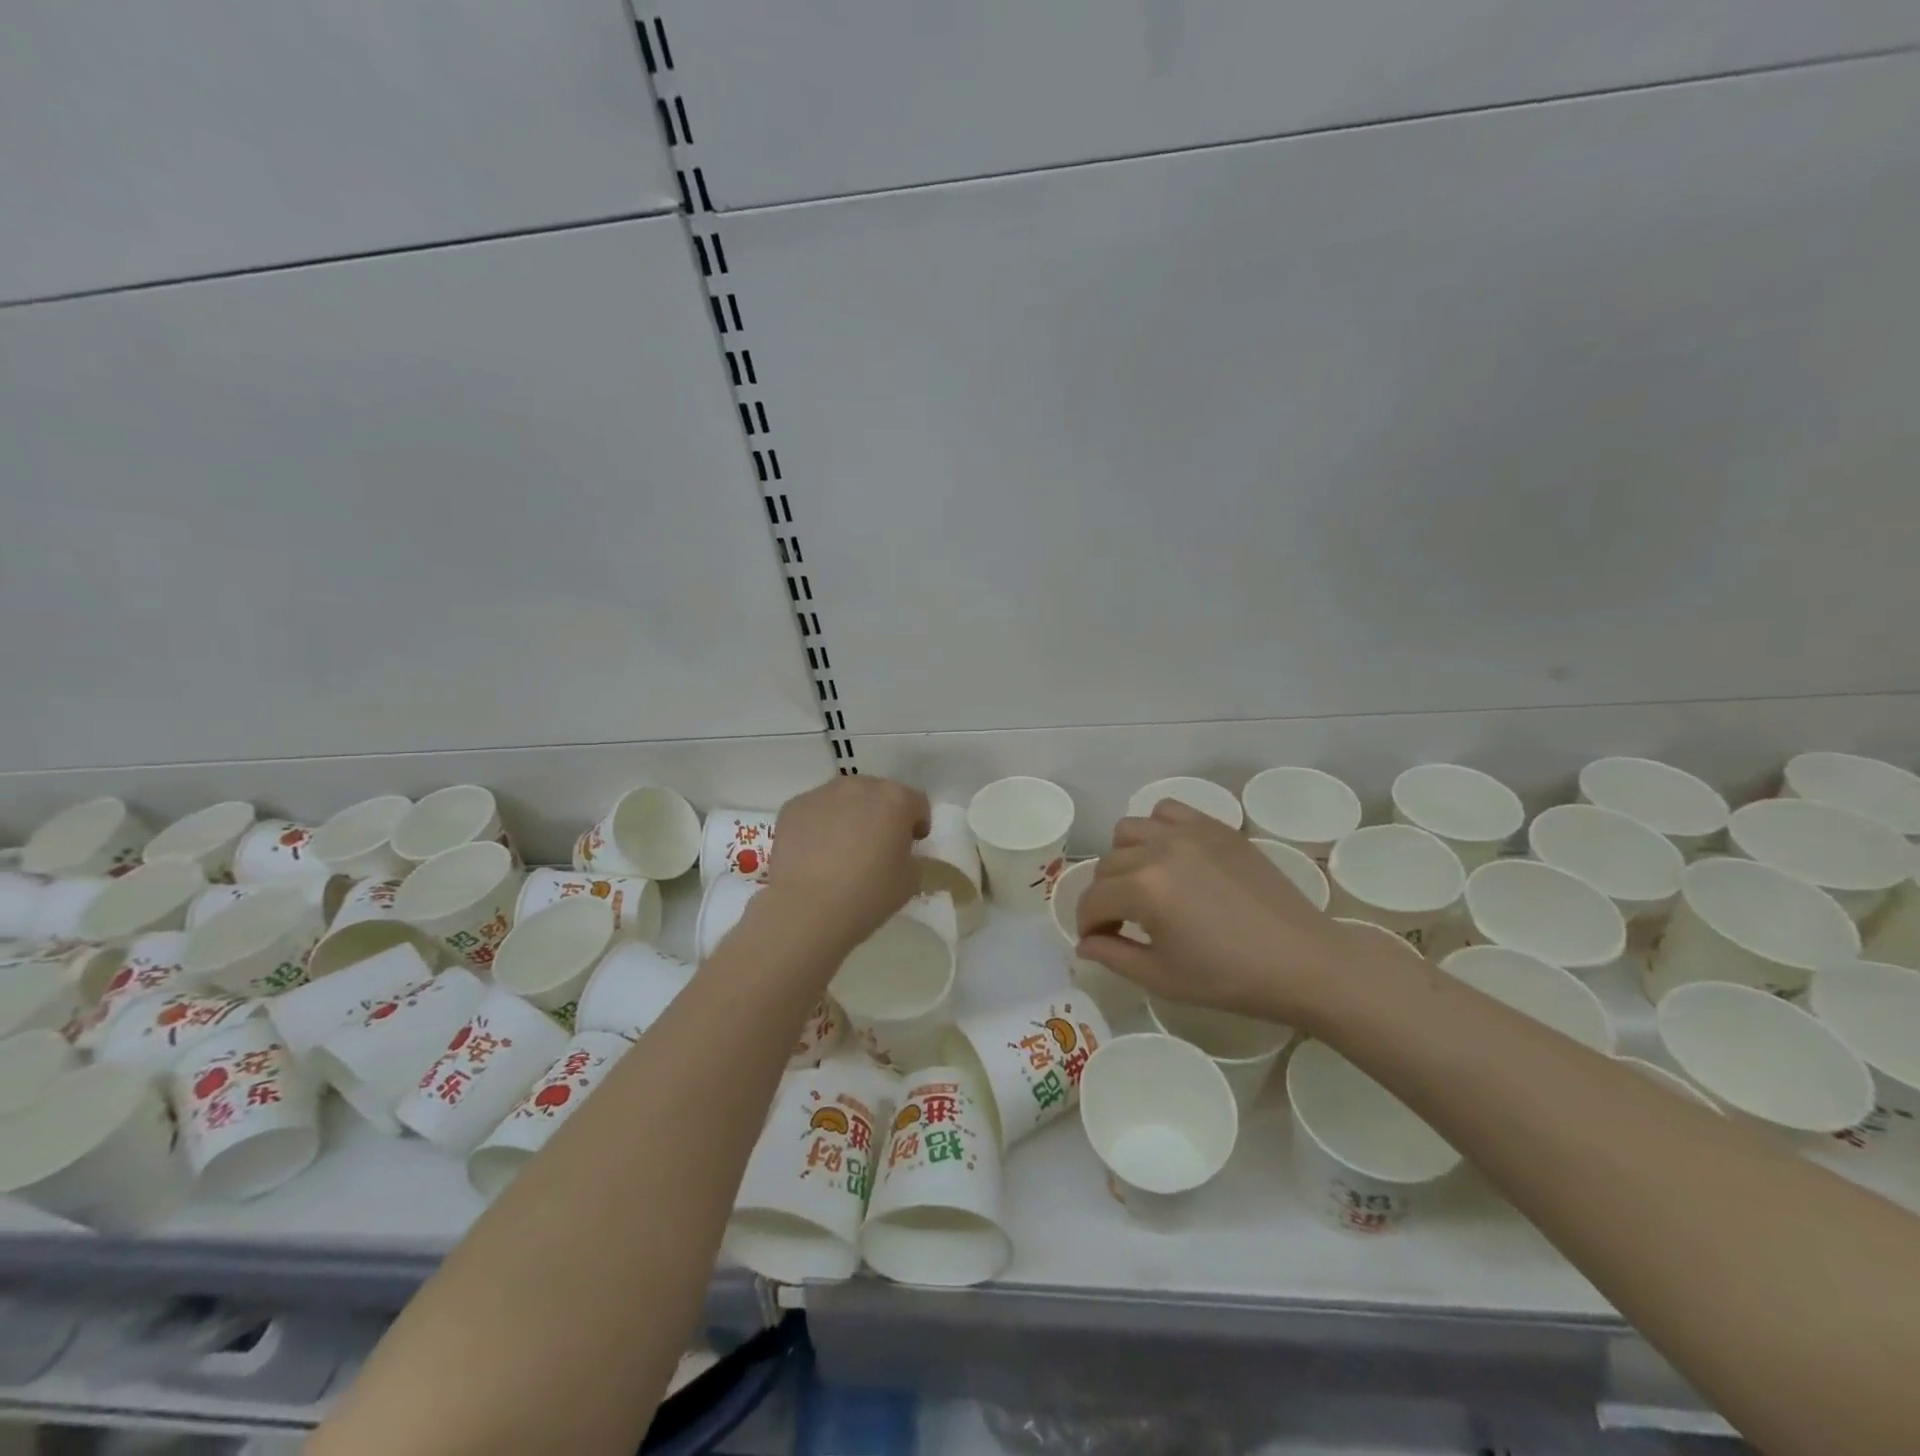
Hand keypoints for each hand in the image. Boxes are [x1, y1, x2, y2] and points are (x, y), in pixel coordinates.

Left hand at [759, 776, 930, 953]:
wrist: (809, 908)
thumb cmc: (869, 894)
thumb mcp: (911, 880)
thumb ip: (910, 855)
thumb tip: (897, 850)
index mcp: (895, 799)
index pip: (916, 802)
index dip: (917, 823)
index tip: (911, 843)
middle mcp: (859, 786)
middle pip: (878, 794)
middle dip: (881, 815)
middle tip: (876, 846)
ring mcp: (822, 794)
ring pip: (844, 800)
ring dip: (849, 816)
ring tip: (840, 850)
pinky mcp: (794, 807)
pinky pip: (815, 812)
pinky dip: (819, 826)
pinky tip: (815, 855)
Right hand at [1074, 801, 1354, 1025]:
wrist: (1303, 961)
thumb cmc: (1230, 978)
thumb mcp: (1162, 977)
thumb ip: (1113, 956)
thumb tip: (1084, 944)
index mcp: (1144, 888)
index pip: (1093, 899)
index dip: (1087, 924)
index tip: (1096, 941)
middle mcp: (1159, 849)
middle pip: (1107, 864)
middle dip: (1104, 896)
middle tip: (1122, 923)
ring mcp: (1190, 832)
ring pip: (1130, 830)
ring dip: (1125, 857)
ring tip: (1145, 885)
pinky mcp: (1217, 827)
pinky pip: (1168, 812)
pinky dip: (1157, 830)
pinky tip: (1171, 858)